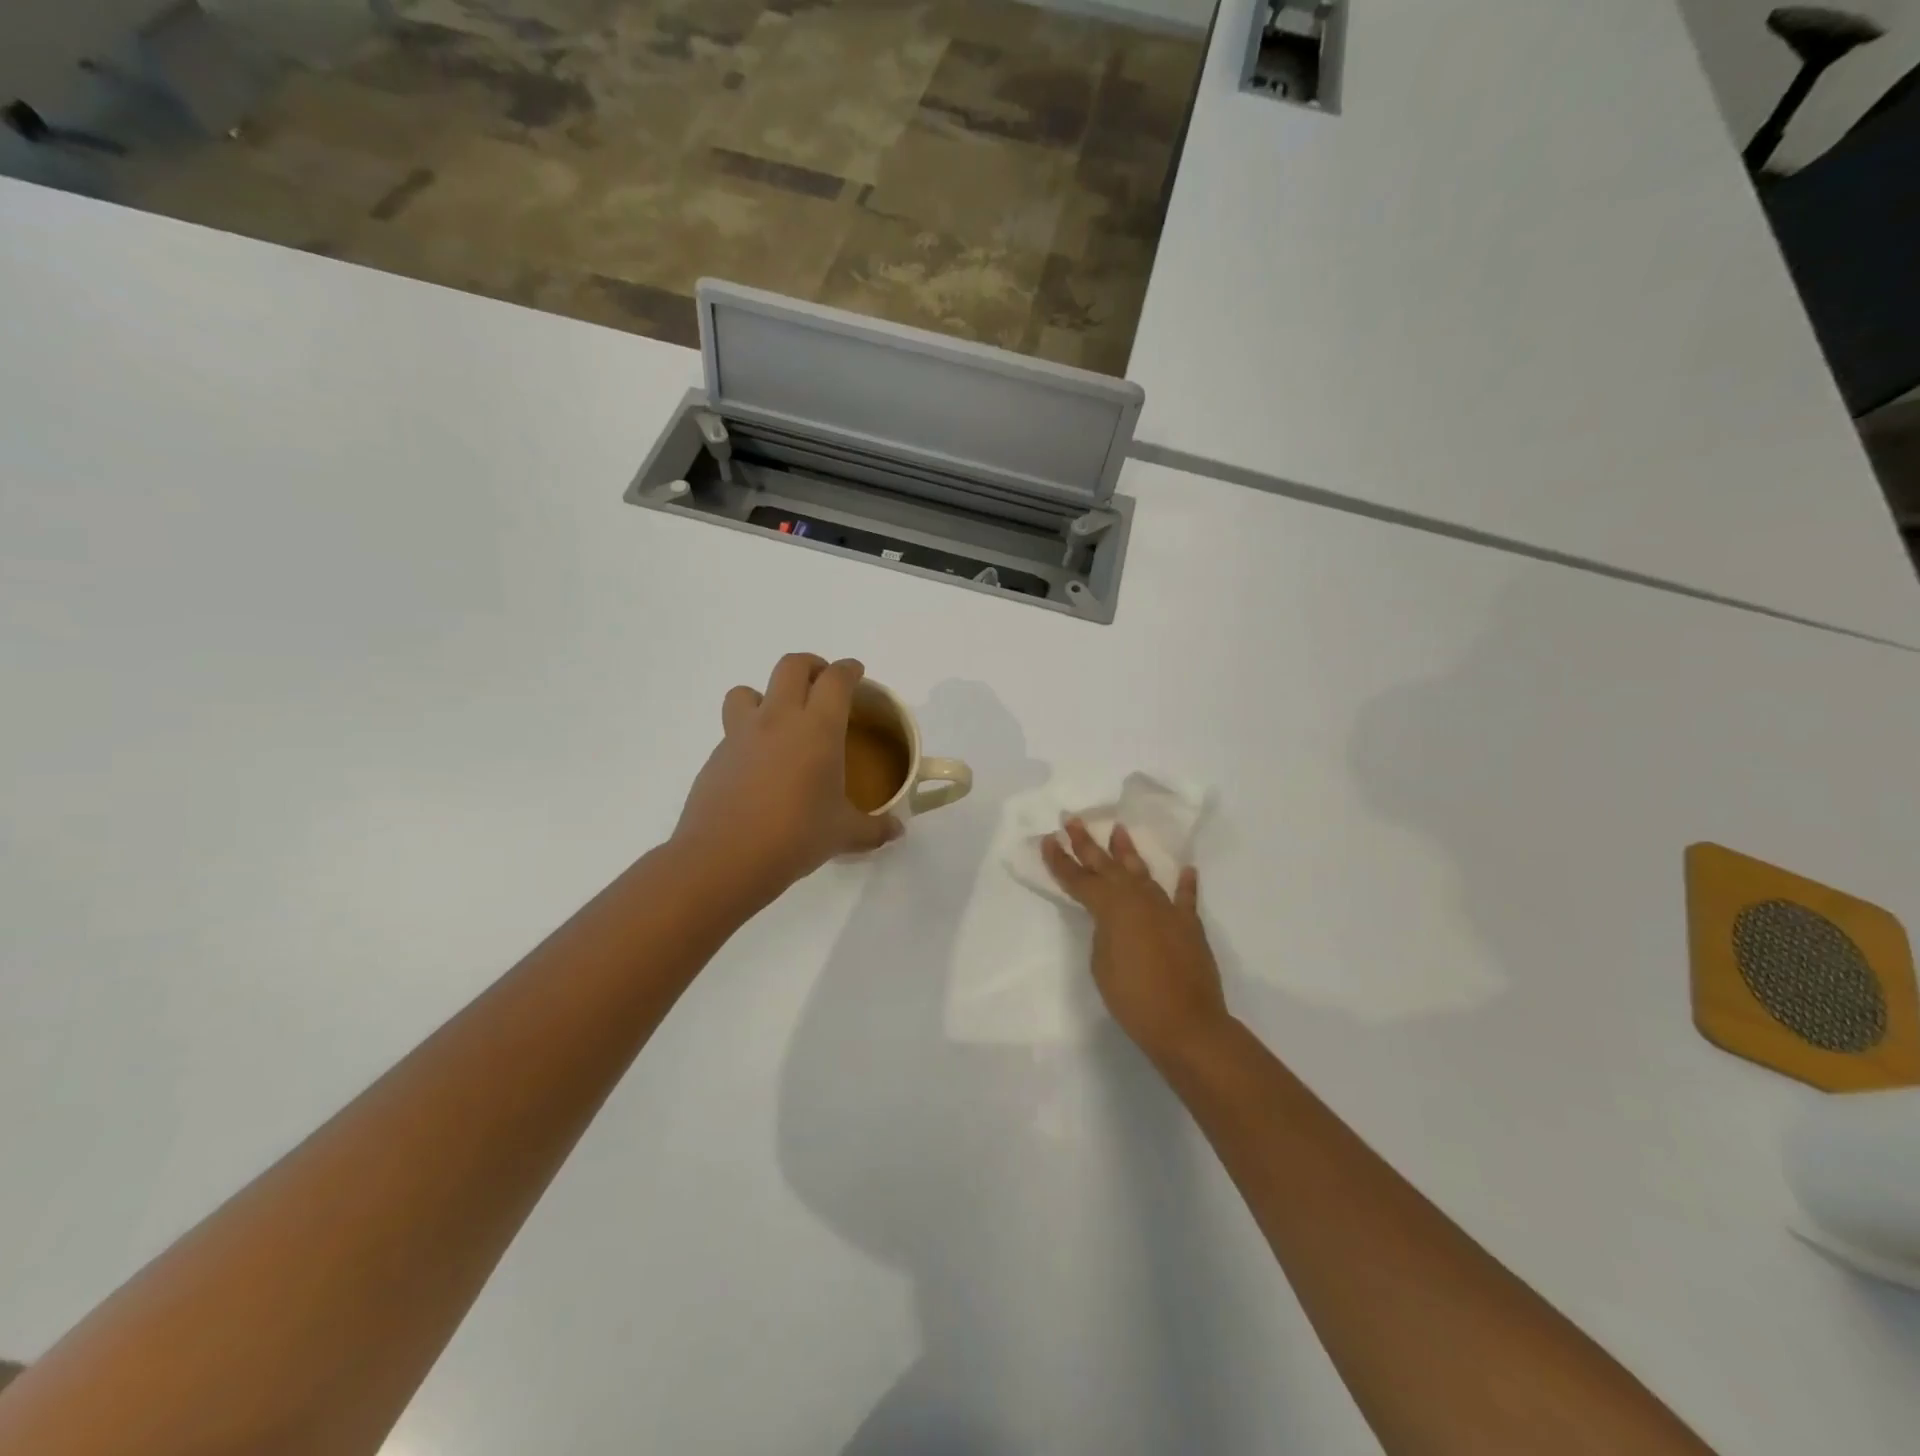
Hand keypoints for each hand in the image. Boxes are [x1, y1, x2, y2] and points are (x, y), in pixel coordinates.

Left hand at [673, 654, 901, 908]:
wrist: (725, 857)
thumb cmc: (796, 836)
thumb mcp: (844, 834)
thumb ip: (874, 828)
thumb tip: (897, 830)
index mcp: (818, 728)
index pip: (836, 679)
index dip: (849, 670)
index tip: (856, 673)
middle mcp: (778, 719)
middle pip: (791, 666)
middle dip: (811, 666)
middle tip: (822, 683)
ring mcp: (741, 735)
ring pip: (748, 690)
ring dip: (766, 694)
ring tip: (779, 720)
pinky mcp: (717, 756)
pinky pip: (732, 731)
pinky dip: (748, 735)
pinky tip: (758, 767)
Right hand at [1043, 818, 1228, 1066]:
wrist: (1187, 1024)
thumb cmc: (1133, 997)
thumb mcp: (1101, 964)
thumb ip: (1104, 932)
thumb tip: (1114, 919)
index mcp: (1111, 908)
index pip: (1079, 880)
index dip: (1061, 861)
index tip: (1048, 840)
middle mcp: (1138, 899)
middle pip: (1107, 866)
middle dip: (1087, 844)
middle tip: (1073, 820)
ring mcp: (1166, 909)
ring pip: (1143, 873)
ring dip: (1128, 852)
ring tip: (1118, 829)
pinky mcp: (1189, 926)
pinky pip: (1185, 899)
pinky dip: (1185, 884)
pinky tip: (1186, 870)